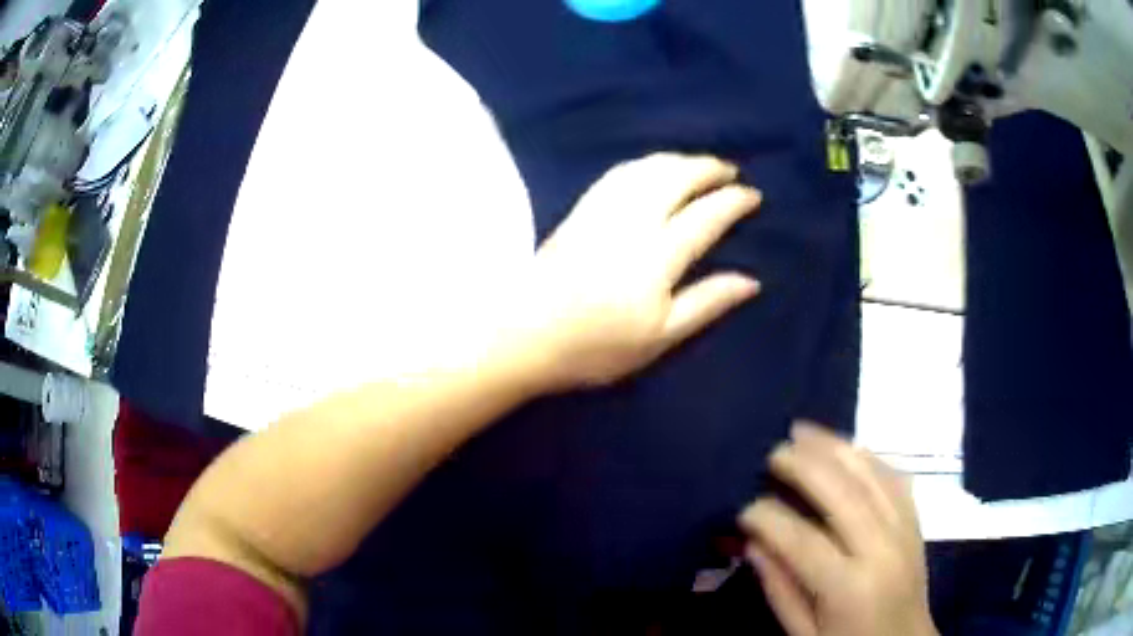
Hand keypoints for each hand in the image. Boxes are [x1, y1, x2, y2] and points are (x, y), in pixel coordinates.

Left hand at [527, 153, 761, 388]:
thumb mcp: (660, 337)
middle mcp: (632, 221)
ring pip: (647, 169)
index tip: (753, 196)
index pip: (705, 216)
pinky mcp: (579, 210)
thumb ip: (707, 303)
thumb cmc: (596, 346)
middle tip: (730, 171)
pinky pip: (618, 173)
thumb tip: (751, 281)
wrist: (525, 335)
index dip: (733, 202)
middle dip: (708, 168)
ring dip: (678, 160)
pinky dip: (644, 163)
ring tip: (698, 164)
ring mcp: (602, 211)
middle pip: (676, 178)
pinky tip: (651, 167)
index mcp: (658, 255)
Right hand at [739, 423, 938, 635]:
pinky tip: (847, 447)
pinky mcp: (915, 520)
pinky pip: (893, 476)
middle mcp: (881, 548)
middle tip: (773, 452)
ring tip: (804, 431)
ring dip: (835, 447)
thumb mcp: (804, 634)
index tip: (744, 508)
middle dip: (804, 465)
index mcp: (848, 586)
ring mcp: (903, 528)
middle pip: (842, 493)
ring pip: (870, 474)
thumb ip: (780, 589)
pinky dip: (867, 456)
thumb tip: (753, 543)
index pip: (802, 540)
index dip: (768, 518)